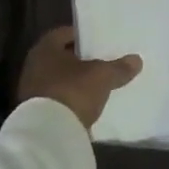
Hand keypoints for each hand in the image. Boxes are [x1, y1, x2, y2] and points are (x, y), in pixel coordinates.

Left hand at [15, 26, 141, 129]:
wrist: (48, 135)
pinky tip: (86, 104)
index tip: (100, 41)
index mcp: (45, 48)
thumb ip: (119, 67)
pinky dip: (70, 99)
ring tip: (98, 84)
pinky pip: (57, 99)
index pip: (65, 33)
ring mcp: (32, 90)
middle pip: (61, 57)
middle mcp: (34, 65)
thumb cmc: (72, 92)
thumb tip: (136, 60)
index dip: (84, 36)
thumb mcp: (102, 77)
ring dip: (75, 81)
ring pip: (59, 79)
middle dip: (81, 59)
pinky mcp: (35, 112)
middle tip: (102, 60)